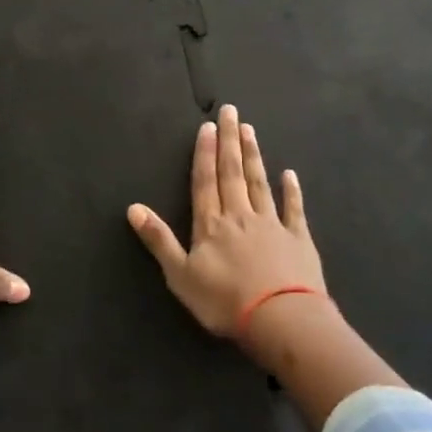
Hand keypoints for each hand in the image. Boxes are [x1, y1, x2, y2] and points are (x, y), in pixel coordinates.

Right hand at [127, 105, 324, 338]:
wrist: (283, 320)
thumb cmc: (225, 301)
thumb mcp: (180, 275)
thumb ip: (159, 240)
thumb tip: (133, 208)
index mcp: (211, 224)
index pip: (205, 181)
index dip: (205, 153)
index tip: (208, 126)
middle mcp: (240, 215)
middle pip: (232, 172)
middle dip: (230, 141)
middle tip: (232, 111)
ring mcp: (271, 225)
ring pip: (260, 183)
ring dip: (254, 156)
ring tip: (250, 131)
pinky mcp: (298, 239)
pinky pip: (294, 209)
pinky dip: (291, 191)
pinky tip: (290, 174)